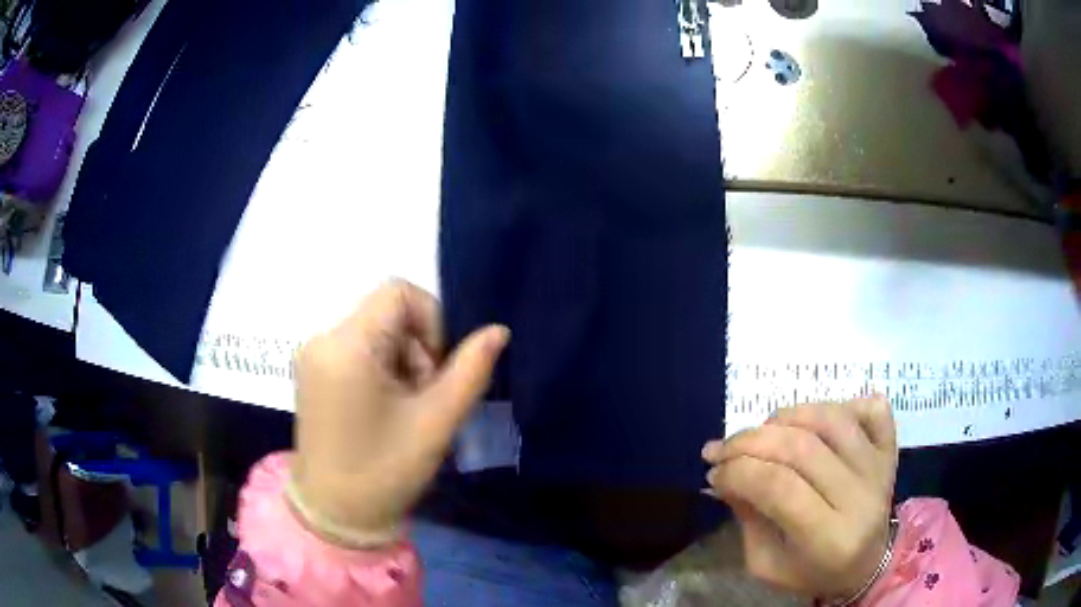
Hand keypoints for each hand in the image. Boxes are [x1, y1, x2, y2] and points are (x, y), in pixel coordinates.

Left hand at [290, 279, 508, 545]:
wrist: (334, 515)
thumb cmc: (385, 471)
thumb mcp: (435, 422)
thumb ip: (470, 370)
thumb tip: (497, 331)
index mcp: (346, 345)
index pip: (398, 292)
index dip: (432, 320)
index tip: (438, 370)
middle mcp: (321, 338)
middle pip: (386, 312)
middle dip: (417, 347)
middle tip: (424, 397)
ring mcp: (312, 355)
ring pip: (373, 331)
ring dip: (401, 359)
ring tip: (405, 408)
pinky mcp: (311, 371)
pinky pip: (356, 348)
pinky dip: (381, 368)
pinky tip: (384, 408)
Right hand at [702, 396, 897, 600]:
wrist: (866, 564)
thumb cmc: (812, 571)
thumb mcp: (766, 564)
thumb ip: (747, 519)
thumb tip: (724, 475)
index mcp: (829, 538)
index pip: (779, 487)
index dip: (739, 471)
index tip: (712, 471)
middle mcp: (860, 496)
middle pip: (802, 448)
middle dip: (750, 441)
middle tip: (721, 448)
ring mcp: (879, 467)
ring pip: (831, 419)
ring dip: (787, 416)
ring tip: (762, 432)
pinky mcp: (890, 449)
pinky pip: (872, 409)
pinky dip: (842, 403)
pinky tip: (816, 420)